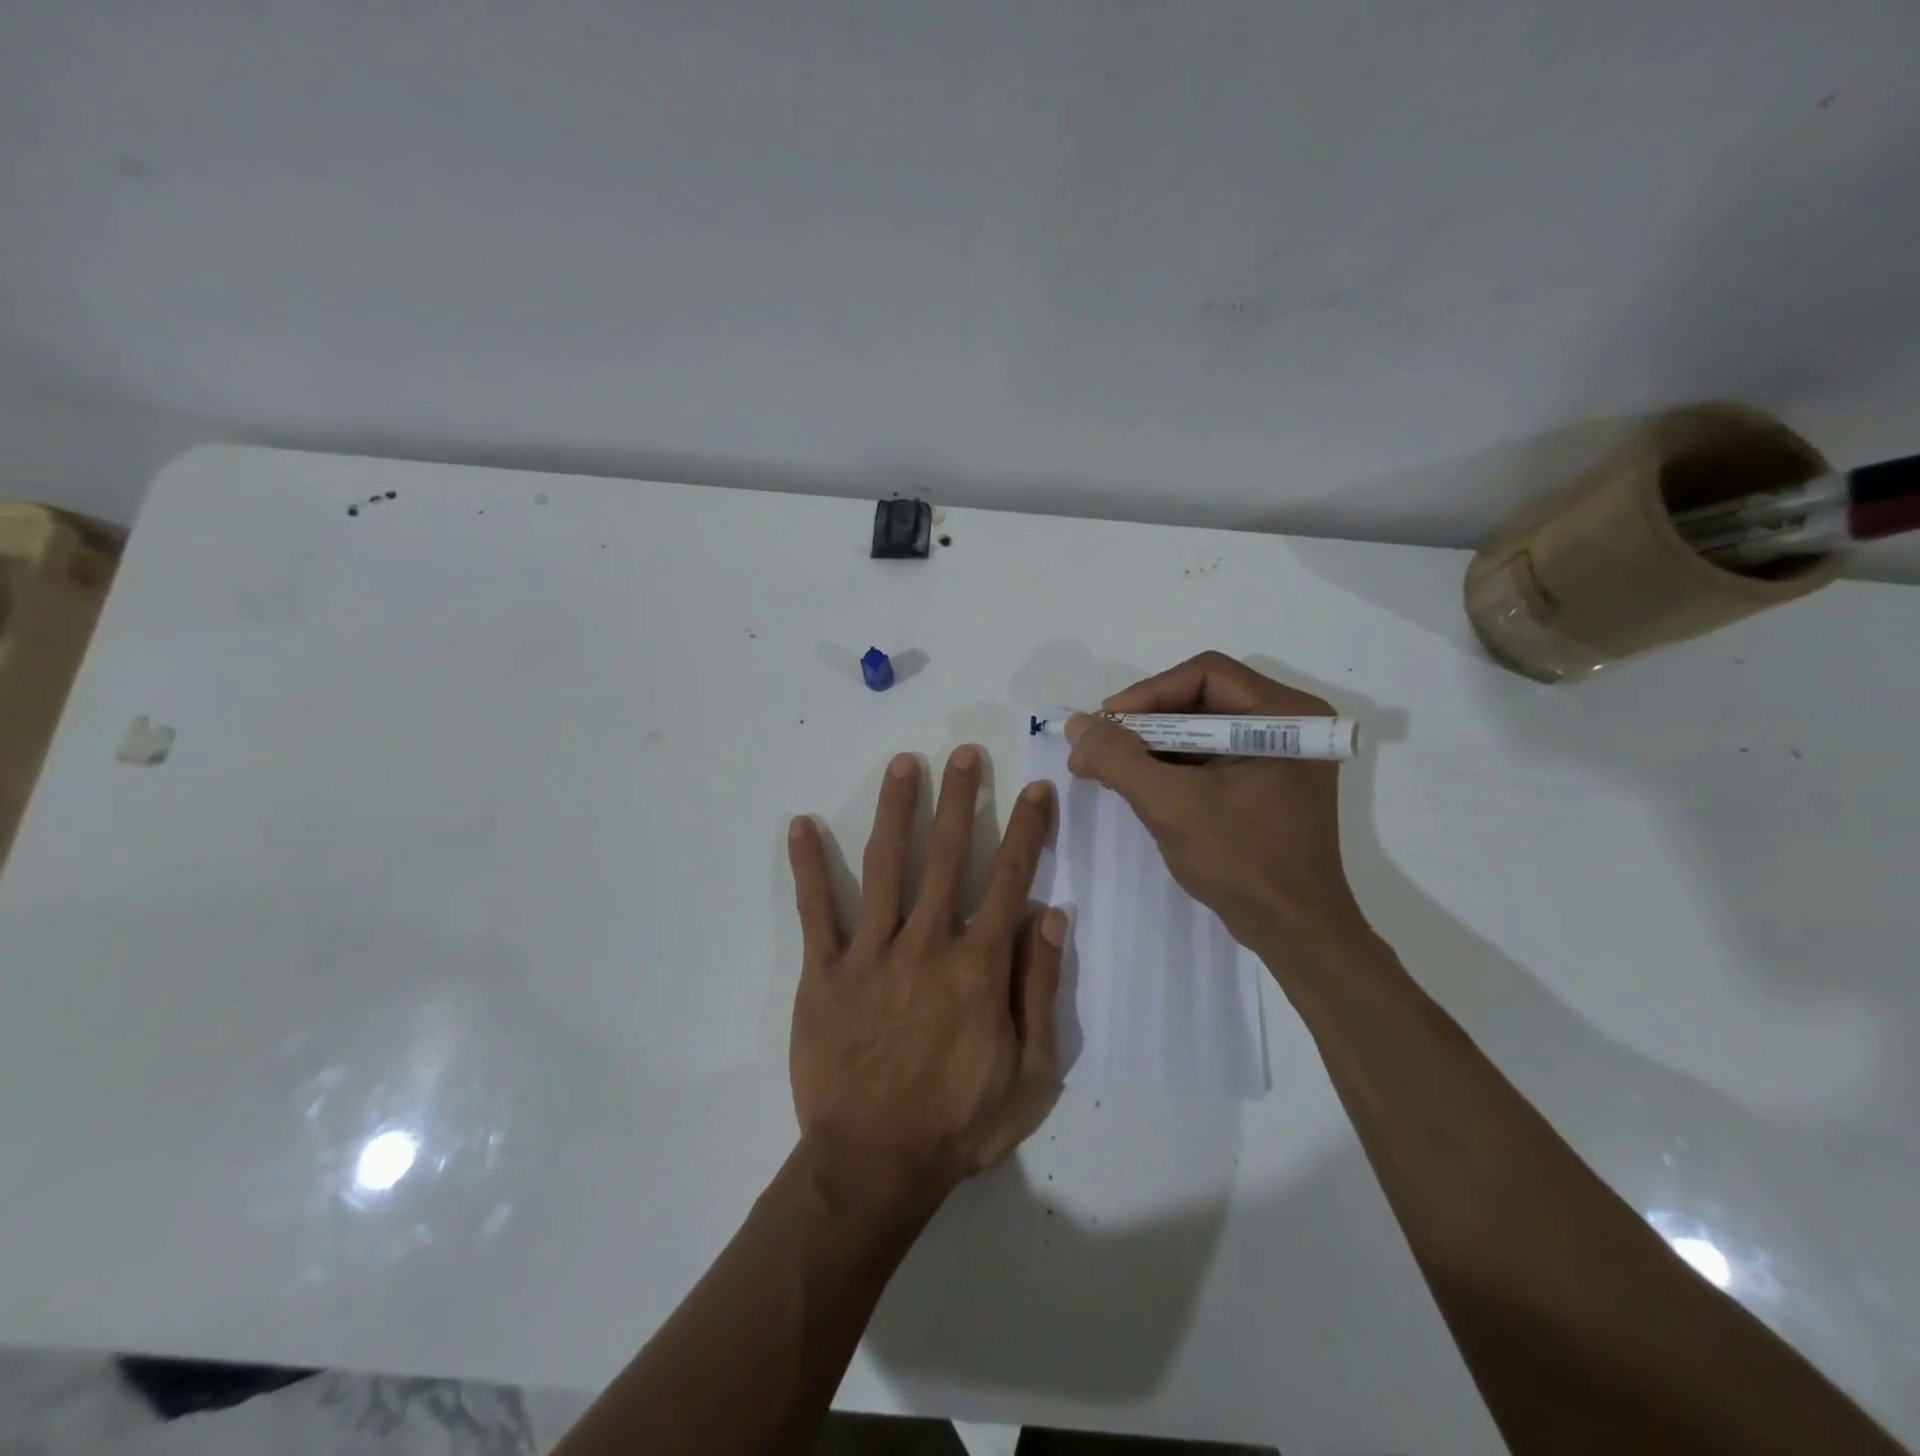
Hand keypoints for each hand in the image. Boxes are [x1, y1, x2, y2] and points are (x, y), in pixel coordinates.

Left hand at [786, 746, 1064, 1202]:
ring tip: (904, 764)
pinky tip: (800, 824)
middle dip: (961, 798)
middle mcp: (927, 943)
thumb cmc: (960, 1123)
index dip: (1028, 829)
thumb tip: (1053, 914)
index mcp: (979, 965)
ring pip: (887, 866)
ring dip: (896, 810)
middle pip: (948, 855)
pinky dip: (808, 866)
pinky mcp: (824, 972)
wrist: (874, 1165)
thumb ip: (1041, 987)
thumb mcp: (1032, 1072)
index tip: (1037, 788)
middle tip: (965, 753)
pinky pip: (816, 910)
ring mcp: (871, 953)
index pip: (1011, 878)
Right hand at [1065, 651, 1365, 949]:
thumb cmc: (1242, 862)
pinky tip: (1137, 784)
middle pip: (1201, 698)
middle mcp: (1288, 724)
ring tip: (1109, 767)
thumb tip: (1076, 726)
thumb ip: (1119, 760)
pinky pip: (1208, 756)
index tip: (1105, 724)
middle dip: (1145, 722)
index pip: (1205, 674)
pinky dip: (1170, 766)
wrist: (1295, 932)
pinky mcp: (1265, 782)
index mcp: (1285, 715)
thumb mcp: (1171, 805)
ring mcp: (1279, 755)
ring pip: (1200, 728)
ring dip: (1152, 745)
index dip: (1148, 693)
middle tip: (1100, 746)